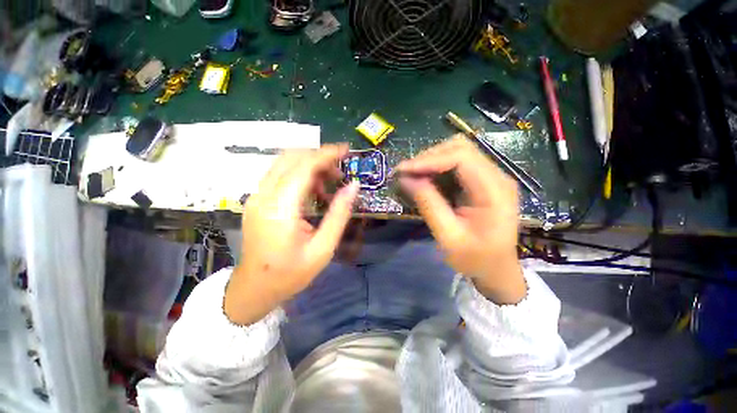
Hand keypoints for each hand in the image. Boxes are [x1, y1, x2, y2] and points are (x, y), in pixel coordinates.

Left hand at [224, 145, 358, 324]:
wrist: (253, 289)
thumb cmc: (290, 274)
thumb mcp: (323, 248)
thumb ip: (339, 214)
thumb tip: (353, 186)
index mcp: (280, 209)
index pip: (303, 167)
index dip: (326, 154)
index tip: (346, 150)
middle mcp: (263, 196)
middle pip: (291, 158)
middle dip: (319, 157)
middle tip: (340, 171)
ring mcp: (256, 196)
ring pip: (284, 164)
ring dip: (310, 165)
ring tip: (330, 183)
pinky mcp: (257, 200)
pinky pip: (279, 175)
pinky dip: (300, 175)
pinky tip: (314, 192)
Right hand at [396, 135, 525, 303]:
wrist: (497, 269)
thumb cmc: (475, 259)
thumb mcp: (448, 236)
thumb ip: (428, 205)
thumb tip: (405, 179)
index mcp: (494, 190)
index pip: (461, 157)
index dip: (429, 160)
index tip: (403, 171)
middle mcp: (497, 176)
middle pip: (460, 148)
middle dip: (428, 157)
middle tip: (406, 173)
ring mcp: (491, 177)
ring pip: (458, 151)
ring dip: (432, 160)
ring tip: (412, 176)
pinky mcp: (482, 181)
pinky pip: (457, 163)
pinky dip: (437, 167)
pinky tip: (425, 179)